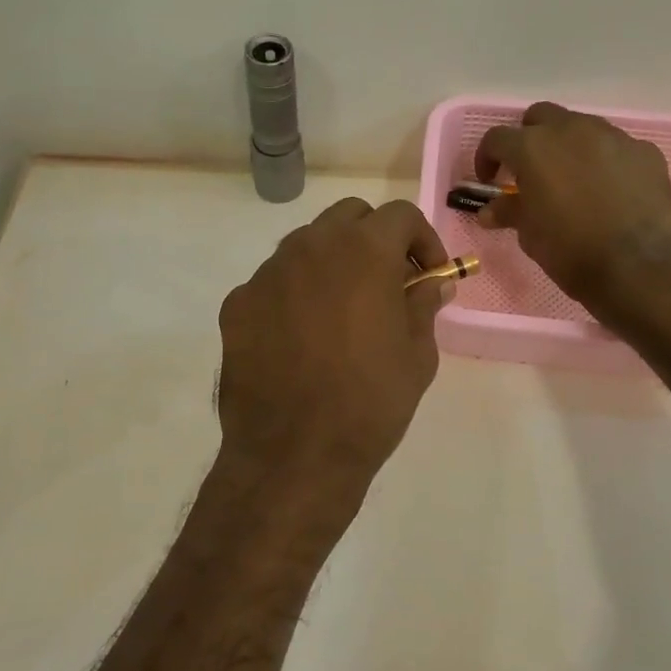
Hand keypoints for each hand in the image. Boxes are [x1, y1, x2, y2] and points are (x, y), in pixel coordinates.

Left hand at [216, 198, 447, 497]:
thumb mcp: (417, 355)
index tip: (429, 275)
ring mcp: (267, 273)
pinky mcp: (237, 304)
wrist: (294, 455)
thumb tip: (432, 283)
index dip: (423, 239)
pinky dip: (295, 293)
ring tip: (344, 309)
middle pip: (348, 217)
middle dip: (375, 239)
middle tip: (388, 282)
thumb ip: (424, 305)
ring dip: (332, 261)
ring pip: (306, 244)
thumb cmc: (370, 403)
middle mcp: (310, 247)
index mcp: (363, 251)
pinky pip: (273, 282)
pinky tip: (302, 336)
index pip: (399, 215)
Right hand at [476, 102, 670, 311]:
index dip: (487, 157)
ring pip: (582, 127)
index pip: (497, 138)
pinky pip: (617, 148)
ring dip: (570, 147)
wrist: (636, 268)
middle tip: (531, 171)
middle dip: (530, 138)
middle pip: (541, 117)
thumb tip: (489, 210)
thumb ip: (509, 211)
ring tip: (573, 180)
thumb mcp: (529, 234)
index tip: (491, 180)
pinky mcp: (645, 151)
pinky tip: (610, 191)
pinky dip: (606, 162)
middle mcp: (572, 130)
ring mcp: (613, 137)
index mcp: (533, 147)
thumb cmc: (570, 250)